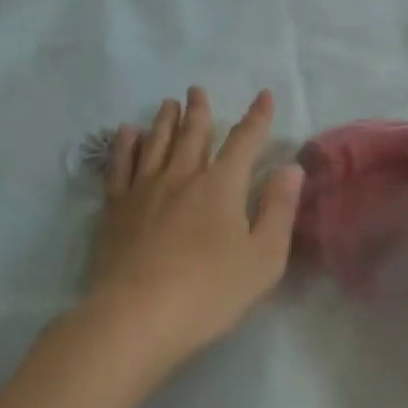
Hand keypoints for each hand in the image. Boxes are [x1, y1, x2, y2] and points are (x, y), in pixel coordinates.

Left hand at [85, 87, 302, 374]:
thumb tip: (291, 167)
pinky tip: (126, 134)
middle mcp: (182, 176)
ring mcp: (145, 189)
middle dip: (199, 111)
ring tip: (168, 104)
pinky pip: (120, 166)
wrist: (136, 317)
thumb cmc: (208, 292)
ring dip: (165, 120)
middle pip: (193, 134)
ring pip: (156, 143)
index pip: (244, 141)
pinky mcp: (116, 208)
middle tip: (196, 90)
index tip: (263, 96)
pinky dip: (125, 146)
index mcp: (221, 185)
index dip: (257, 117)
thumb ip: (279, 209)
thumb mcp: (262, 259)